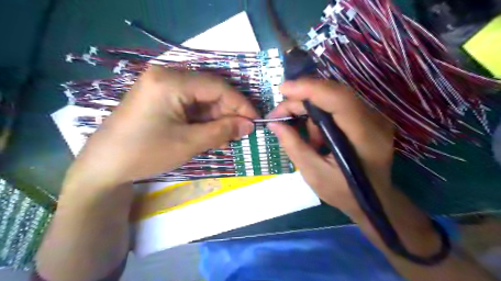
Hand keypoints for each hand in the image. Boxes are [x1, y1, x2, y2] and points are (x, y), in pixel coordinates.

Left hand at [64, 65, 257, 188]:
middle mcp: (166, 75)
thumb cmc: (146, 153)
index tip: (255, 120)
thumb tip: (250, 125)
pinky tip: (211, 133)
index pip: (217, 87)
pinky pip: (190, 104)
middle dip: (228, 112)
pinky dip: (203, 119)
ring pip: (201, 98)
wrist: (104, 166)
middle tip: (241, 131)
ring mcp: (161, 85)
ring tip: (228, 137)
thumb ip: (223, 131)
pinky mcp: (160, 97)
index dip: (240, 104)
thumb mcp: (189, 143)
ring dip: (217, 117)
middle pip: (210, 90)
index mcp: (171, 81)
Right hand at [268, 78, 393, 214]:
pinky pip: (337, 106)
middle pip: (333, 94)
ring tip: (301, 134)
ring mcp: (373, 117)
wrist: (374, 200)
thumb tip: (274, 124)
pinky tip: (315, 135)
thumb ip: (294, 146)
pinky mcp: (367, 118)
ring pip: (333, 98)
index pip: (338, 99)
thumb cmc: (345, 192)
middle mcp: (374, 120)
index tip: (282, 89)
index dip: (309, 89)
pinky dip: (319, 115)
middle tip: (279, 114)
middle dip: (301, 100)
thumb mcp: (314, 173)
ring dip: (309, 110)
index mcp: (364, 136)